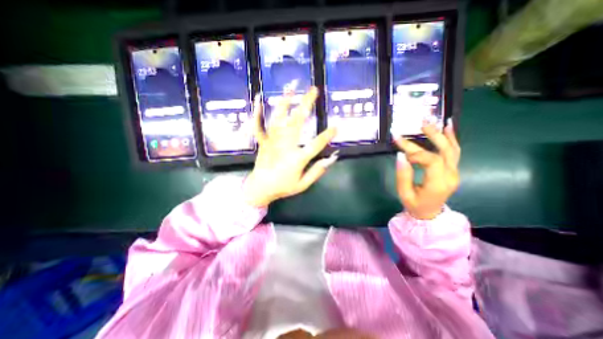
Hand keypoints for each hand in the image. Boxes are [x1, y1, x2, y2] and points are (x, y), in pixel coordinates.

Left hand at [244, 87, 338, 206]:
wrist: (260, 189)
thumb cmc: (283, 187)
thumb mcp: (303, 185)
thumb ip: (317, 171)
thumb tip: (331, 158)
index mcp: (297, 159)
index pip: (315, 145)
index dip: (327, 135)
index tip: (337, 125)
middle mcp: (285, 147)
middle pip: (297, 123)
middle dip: (306, 105)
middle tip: (314, 91)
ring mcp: (272, 142)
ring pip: (279, 120)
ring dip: (285, 102)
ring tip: (291, 88)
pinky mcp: (263, 142)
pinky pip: (259, 126)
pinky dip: (258, 112)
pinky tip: (259, 98)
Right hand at [397, 120, 462, 221]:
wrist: (429, 214)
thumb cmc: (414, 205)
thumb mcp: (404, 193)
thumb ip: (403, 175)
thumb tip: (400, 155)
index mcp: (438, 184)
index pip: (430, 160)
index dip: (415, 151)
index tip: (400, 145)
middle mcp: (450, 176)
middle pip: (445, 151)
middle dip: (432, 136)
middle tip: (421, 124)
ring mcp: (454, 172)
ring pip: (452, 149)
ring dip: (443, 134)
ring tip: (434, 122)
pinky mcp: (452, 170)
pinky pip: (454, 152)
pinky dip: (451, 139)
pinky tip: (448, 128)